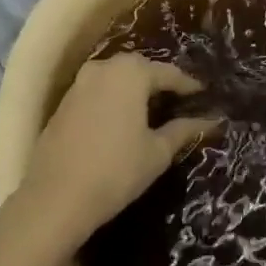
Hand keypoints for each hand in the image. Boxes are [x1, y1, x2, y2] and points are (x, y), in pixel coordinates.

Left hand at [19, 53, 219, 246]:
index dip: (189, 86)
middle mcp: (105, 67)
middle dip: (160, 82)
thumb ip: (184, 130)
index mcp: (132, 72)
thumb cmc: (115, 171)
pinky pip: (99, 90)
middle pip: (141, 69)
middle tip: (180, 101)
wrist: (55, 198)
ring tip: (153, 109)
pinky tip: (123, 119)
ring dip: (135, 89)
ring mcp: (81, 82)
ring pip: (117, 78)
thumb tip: (211, 120)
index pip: (169, 73)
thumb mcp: (157, 152)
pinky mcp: (65, 100)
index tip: (204, 96)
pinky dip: (115, 98)